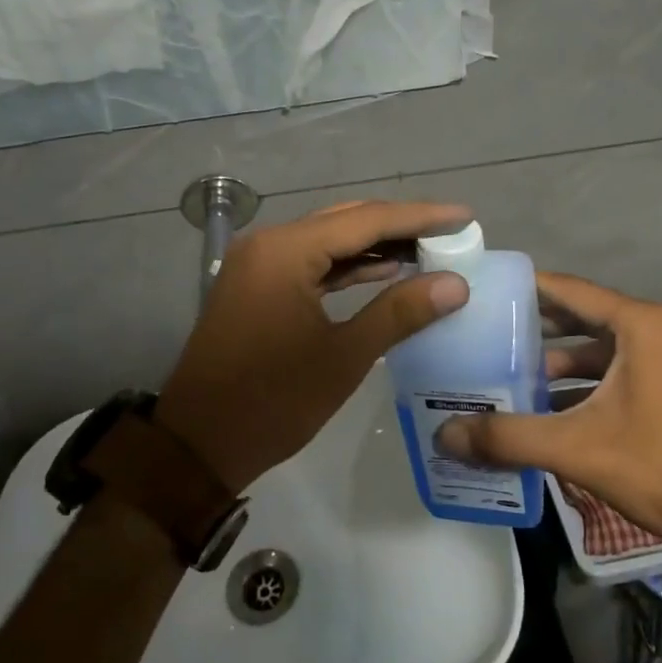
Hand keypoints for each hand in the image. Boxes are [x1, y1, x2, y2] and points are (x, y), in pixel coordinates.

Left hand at [155, 200, 472, 492]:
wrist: (197, 445)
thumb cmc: (272, 401)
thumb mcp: (343, 357)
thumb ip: (400, 312)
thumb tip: (456, 284)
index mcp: (286, 251)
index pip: (366, 220)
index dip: (420, 217)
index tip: (464, 217)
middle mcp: (269, 243)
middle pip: (347, 222)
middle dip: (400, 226)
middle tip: (449, 233)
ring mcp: (259, 263)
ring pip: (328, 240)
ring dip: (375, 245)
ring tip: (428, 250)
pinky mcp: (256, 284)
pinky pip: (311, 262)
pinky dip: (347, 265)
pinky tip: (384, 271)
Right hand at [435, 271, 661, 555]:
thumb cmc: (658, 468)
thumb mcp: (575, 448)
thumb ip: (507, 436)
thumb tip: (445, 435)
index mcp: (644, 324)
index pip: (572, 290)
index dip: (528, 288)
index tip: (489, 289)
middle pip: (588, 314)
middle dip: (541, 325)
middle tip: (492, 330)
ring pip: (606, 343)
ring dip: (564, 356)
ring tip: (515, 370)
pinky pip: (624, 364)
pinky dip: (590, 377)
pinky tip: (553, 402)